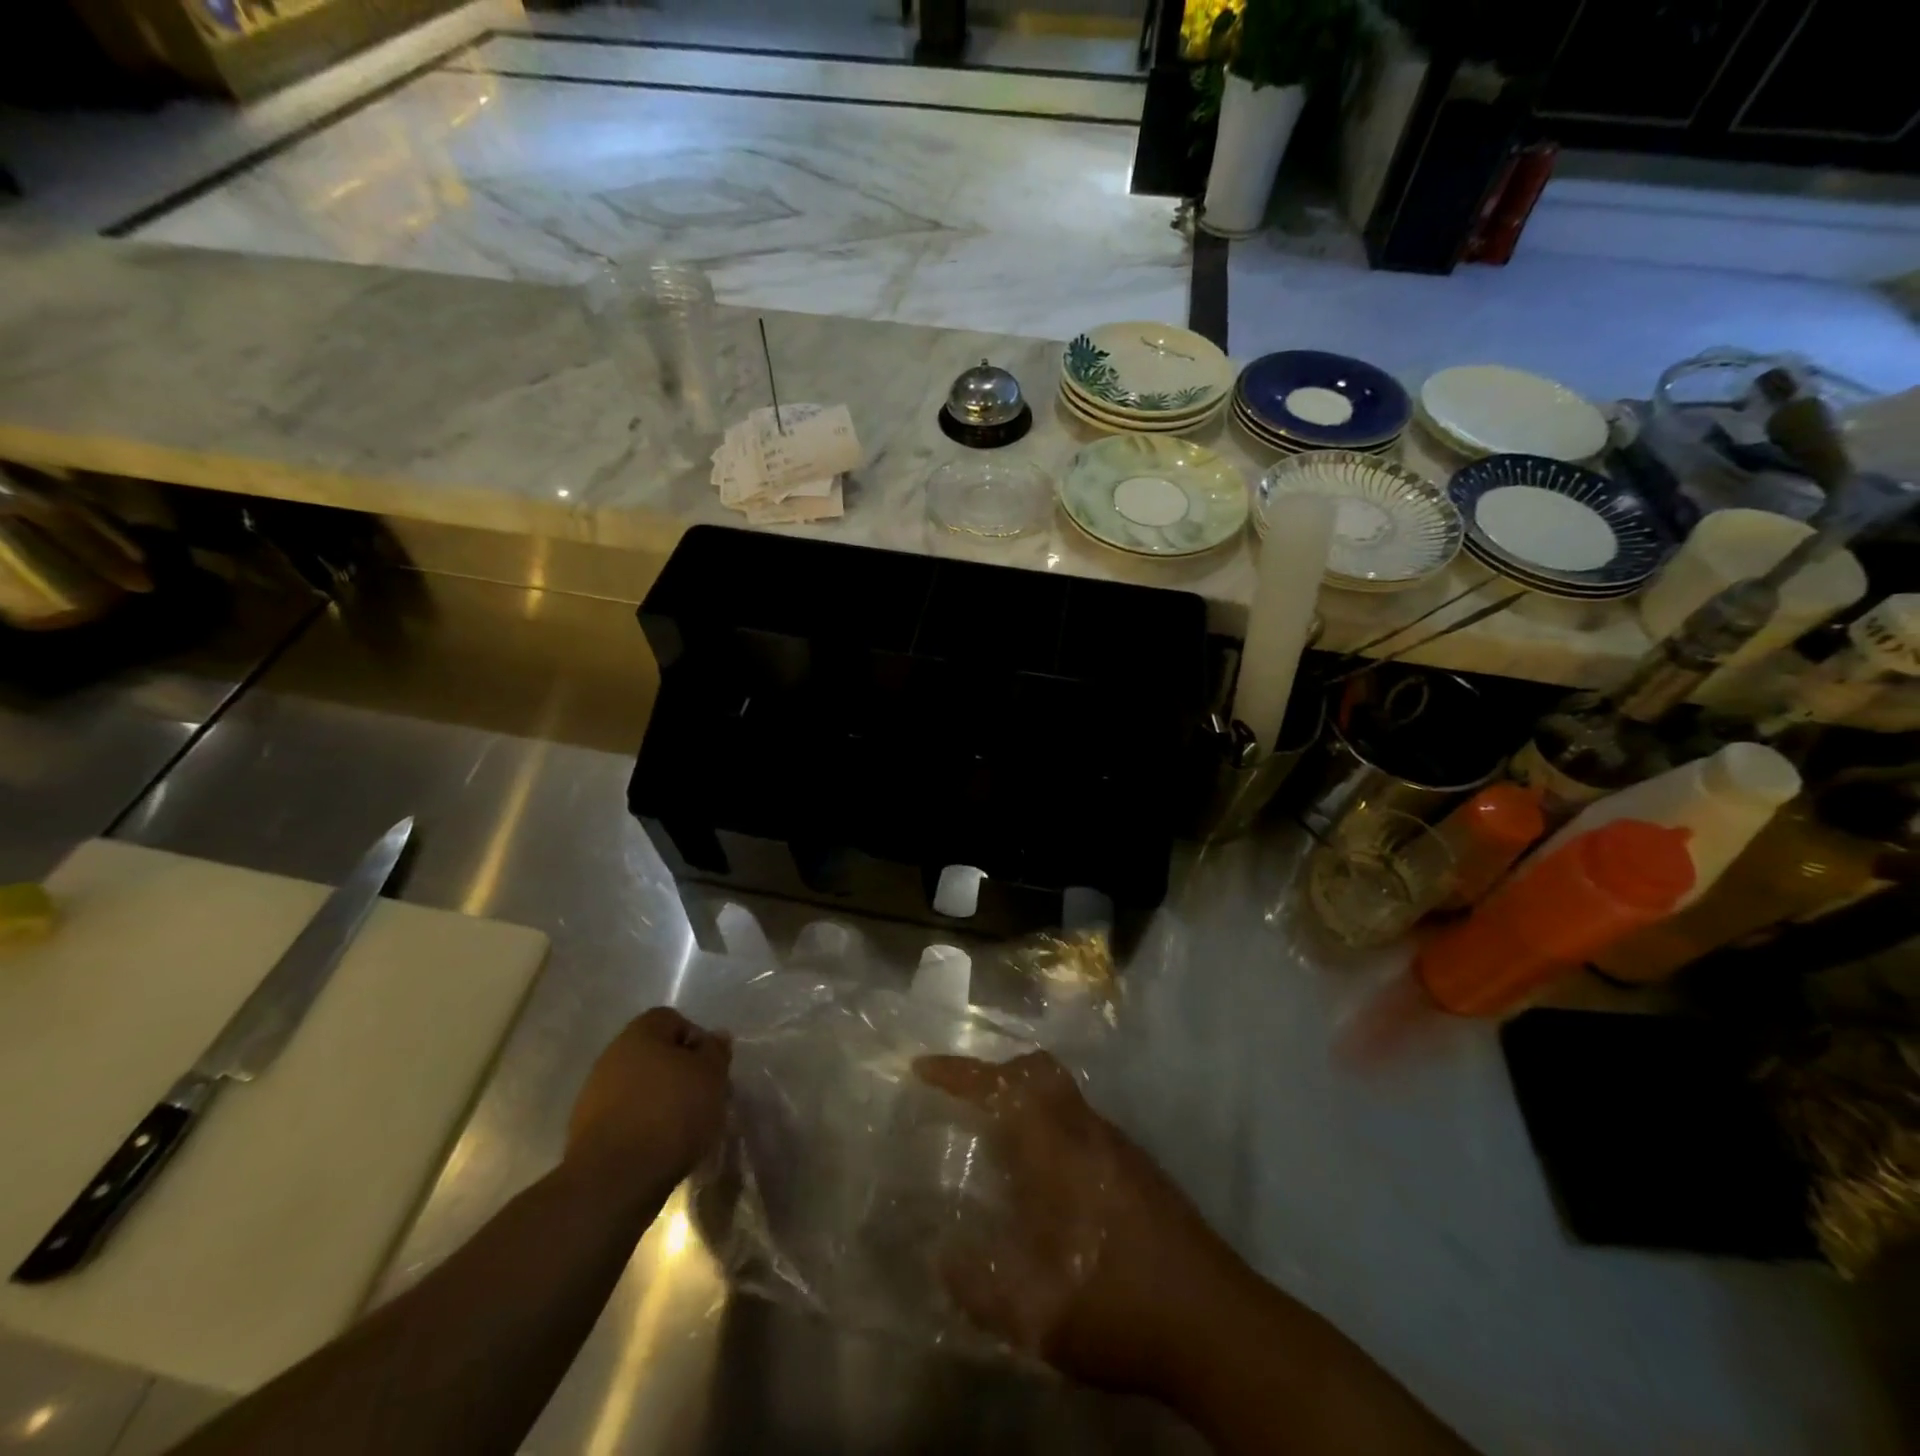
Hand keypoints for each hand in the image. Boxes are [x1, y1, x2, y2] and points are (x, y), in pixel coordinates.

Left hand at [567, 1008, 731, 1193]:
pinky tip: (657, 1146)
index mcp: (640, 1034)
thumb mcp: (710, 1076)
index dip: (696, 1040)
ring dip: (659, 1100)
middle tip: (701, 1097)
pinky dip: (642, 1125)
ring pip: (638, 1086)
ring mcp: (594, 1095)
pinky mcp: (586, 1132)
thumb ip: (715, 1051)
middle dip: (678, 1072)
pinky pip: (624, 1116)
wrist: (614, 1180)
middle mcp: (612, 1056)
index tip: (710, 1068)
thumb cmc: (670, 1113)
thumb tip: (715, 1036)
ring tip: (682, 1127)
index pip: (672, 1019)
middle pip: (654, 1054)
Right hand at [914, 1051, 1246, 1399]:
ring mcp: (1119, 1147)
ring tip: (998, 1144)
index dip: (958, 1073)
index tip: (923, 1068)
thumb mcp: (1034, 1315)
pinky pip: (1082, 1123)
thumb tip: (943, 1254)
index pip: (1000, 1087)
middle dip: (997, 1072)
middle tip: (965, 1100)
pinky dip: (1052, 1128)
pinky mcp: (1140, 1169)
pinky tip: (1047, 1183)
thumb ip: (978, 1285)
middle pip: (1039, 1071)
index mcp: (1056, 1151)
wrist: (1217, 1325)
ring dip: (1026, 1100)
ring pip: (1064, 1096)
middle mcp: (1087, 1133)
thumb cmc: (1117, 1307)